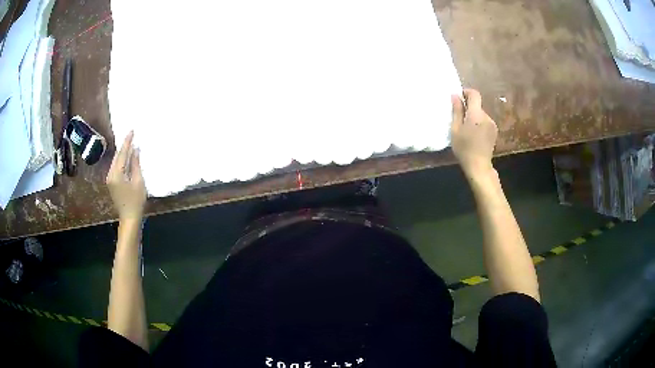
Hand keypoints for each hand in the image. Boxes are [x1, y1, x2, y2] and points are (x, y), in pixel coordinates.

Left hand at [106, 131, 145, 219]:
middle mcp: (110, 174)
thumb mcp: (138, 181)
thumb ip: (135, 164)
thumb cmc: (136, 201)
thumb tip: (135, 150)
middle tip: (131, 135)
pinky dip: (121, 161)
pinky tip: (127, 158)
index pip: (122, 153)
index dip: (127, 142)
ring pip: (116, 161)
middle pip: (117, 156)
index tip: (131, 131)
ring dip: (122, 153)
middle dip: (124, 146)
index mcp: (116, 174)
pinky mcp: (111, 183)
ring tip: (130, 144)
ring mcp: (110, 179)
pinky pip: (116, 167)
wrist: (129, 218)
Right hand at [451, 89, 497, 176]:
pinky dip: (479, 124)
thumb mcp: (455, 130)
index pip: (474, 94)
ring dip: (474, 117)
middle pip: (477, 105)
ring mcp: (492, 124)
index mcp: (476, 114)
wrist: (479, 166)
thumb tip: (455, 96)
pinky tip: (475, 135)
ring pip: (481, 114)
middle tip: (459, 119)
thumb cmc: (464, 149)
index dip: (466, 92)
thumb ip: (456, 111)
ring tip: (467, 129)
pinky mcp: (494, 131)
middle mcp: (486, 116)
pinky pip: (485, 121)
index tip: (459, 98)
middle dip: (468, 108)